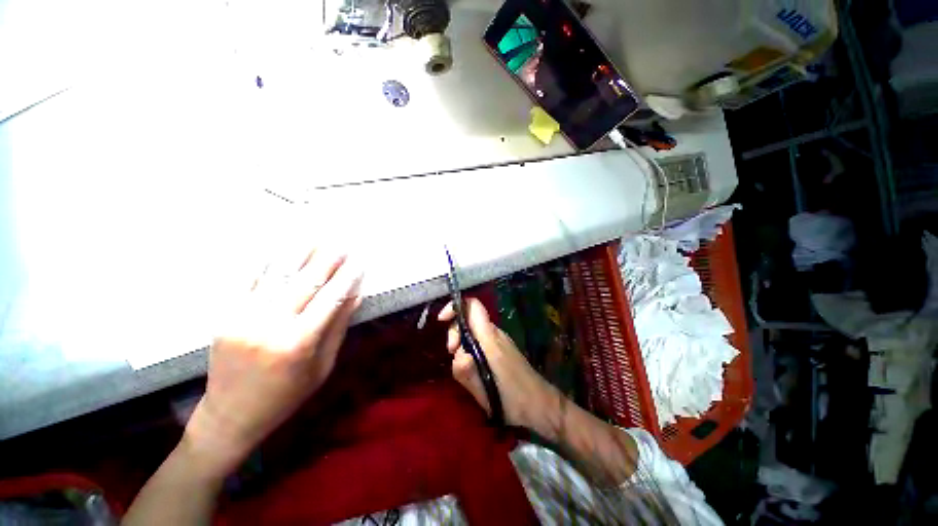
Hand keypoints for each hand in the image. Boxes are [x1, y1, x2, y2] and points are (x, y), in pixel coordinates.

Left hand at [185, 245, 362, 470]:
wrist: (230, 415)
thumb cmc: (286, 395)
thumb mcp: (322, 366)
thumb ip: (338, 327)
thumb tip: (355, 296)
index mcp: (298, 343)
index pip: (331, 299)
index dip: (347, 277)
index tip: (360, 260)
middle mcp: (269, 325)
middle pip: (304, 281)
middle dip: (327, 258)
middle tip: (342, 240)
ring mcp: (242, 317)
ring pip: (275, 274)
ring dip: (298, 251)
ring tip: (314, 234)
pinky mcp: (224, 315)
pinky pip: (246, 280)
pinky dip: (264, 260)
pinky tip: (278, 244)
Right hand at [438, 298, 559, 429]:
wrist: (541, 405)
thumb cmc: (513, 398)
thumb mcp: (485, 391)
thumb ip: (467, 371)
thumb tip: (459, 354)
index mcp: (490, 337)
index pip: (473, 306)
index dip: (455, 306)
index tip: (441, 320)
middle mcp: (495, 333)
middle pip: (469, 319)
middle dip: (455, 332)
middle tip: (452, 353)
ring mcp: (499, 340)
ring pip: (473, 331)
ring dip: (462, 344)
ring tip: (464, 367)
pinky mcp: (501, 349)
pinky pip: (480, 341)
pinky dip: (470, 349)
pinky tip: (473, 369)